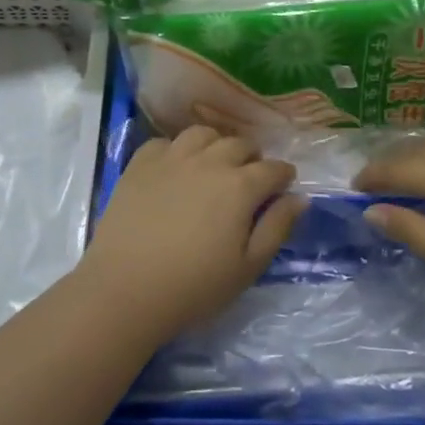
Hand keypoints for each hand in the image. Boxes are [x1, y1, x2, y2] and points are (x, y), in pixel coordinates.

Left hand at [83, 126, 303, 340]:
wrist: (125, 290)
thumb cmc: (194, 287)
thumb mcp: (248, 267)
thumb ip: (277, 227)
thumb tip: (299, 197)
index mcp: (240, 186)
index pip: (273, 169)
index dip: (283, 176)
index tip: (283, 186)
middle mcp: (209, 161)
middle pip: (240, 144)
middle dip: (252, 158)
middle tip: (250, 179)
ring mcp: (171, 158)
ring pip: (203, 134)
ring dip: (216, 145)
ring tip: (214, 165)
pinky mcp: (140, 164)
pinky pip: (165, 142)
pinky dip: (177, 150)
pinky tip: (175, 169)